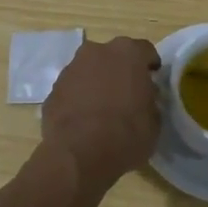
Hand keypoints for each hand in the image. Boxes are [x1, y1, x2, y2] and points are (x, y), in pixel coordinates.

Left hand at [41, 37, 161, 188]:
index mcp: (127, 53)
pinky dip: (79, 98)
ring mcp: (71, 68)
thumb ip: (150, 101)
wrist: (78, 155)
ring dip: (97, 83)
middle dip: (120, 71)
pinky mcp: (53, 89)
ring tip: (103, 109)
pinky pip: (72, 89)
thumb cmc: (126, 135)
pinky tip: (83, 120)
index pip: (144, 51)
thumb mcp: (154, 122)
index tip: (152, 80)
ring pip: (90, 70)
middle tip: (127, 94)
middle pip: (113, 56)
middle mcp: (97, 52)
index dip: (149, 65)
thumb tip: (144, 98)